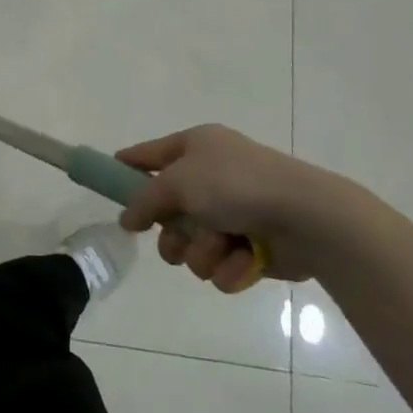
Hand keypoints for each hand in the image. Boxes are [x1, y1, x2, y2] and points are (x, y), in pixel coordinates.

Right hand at [115, 125, 344, 288]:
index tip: (105, 181)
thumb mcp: (178, 182)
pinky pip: (220, 265)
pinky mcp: (250, 247)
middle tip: (176, 239)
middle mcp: (212, 177)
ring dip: (201, 251)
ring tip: (219, 246)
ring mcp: (232, 213)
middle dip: (171, 233)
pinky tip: (245, 259)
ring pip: (191, 245)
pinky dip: (229, 265)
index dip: (127, 166)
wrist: (306, 217)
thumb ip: (144, 200)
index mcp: (196, 147)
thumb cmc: (237, 185)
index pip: (149, 154)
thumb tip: (126, 218)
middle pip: (168, 212)